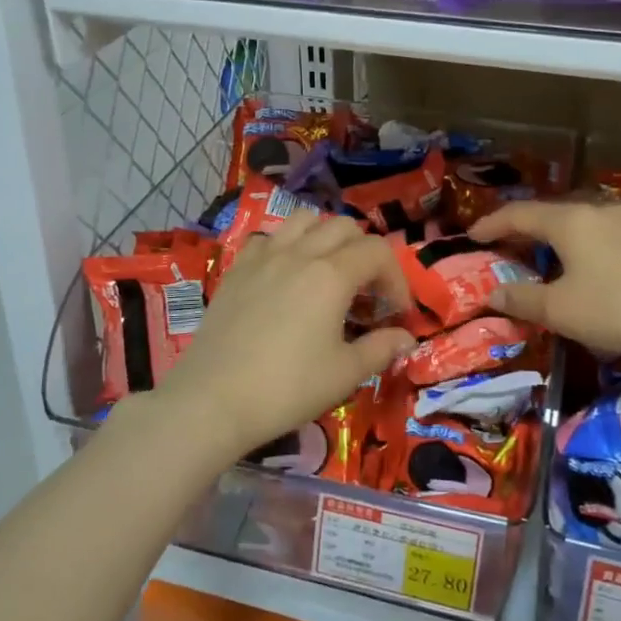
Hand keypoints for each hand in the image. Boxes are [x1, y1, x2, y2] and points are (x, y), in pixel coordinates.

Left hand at [153, 208, 415, 459]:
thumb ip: (381, 349)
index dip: (396, 278)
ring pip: (303, 220)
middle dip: (365, 253)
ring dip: (325, 237)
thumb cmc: (287, 388)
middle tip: (367, 293)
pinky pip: (268, 238)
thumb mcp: (345, 374)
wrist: (213, 400)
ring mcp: (263, 257)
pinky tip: (285, 276)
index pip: (378, 251)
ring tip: (328, 272)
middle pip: (344, 227)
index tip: (397, 313)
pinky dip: (285, 246)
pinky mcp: (236, 269)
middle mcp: (299, 253)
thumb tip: (406, 338)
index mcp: (331, 275)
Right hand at [469, 198, 620, 374]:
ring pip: (581, 219)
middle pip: (550, 211)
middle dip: (523, 227)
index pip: (518, 214)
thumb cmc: (620, 310)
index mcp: (569, 220)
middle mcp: (597, 208)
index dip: (491, 224)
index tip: (471, 236)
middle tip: (505, 245)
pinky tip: (592, 262)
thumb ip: (522, 298)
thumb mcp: (561, 311)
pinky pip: (606, 230)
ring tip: (546, 252)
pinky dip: (586, 242)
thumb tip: (492, 292)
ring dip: (557, 233)